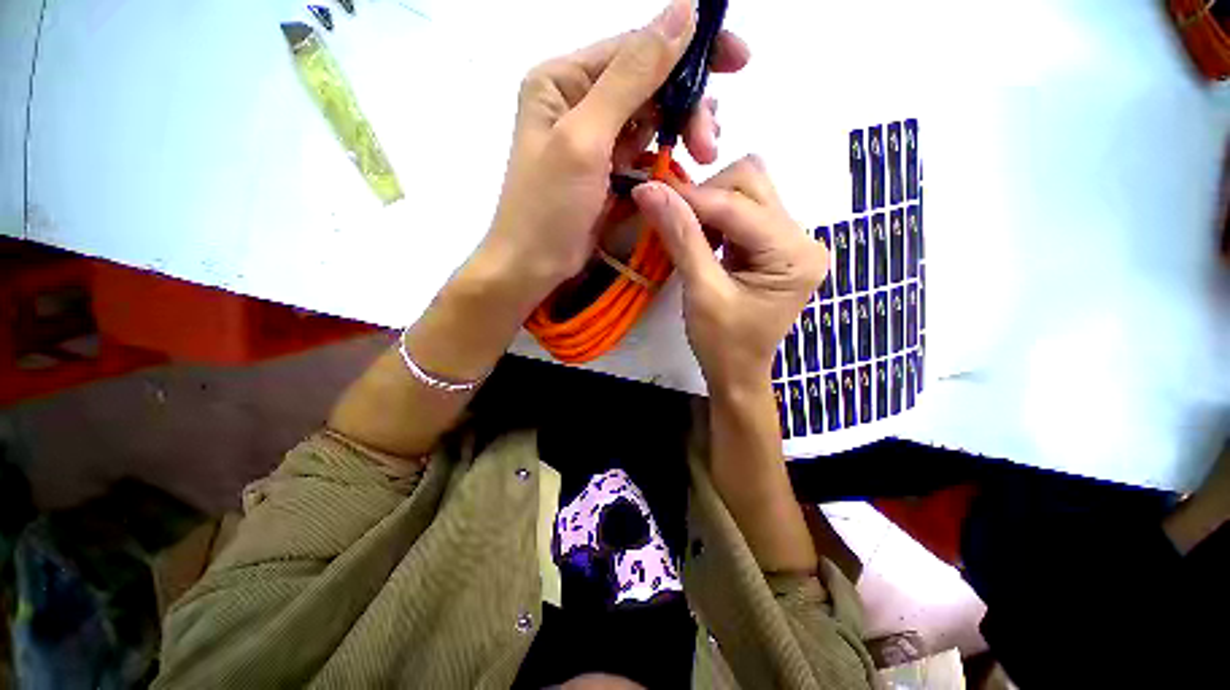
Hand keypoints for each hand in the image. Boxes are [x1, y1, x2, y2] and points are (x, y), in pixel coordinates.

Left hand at [476, 0, 750, 305]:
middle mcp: (579, 100)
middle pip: (648, 84)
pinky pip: (645, 150)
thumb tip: (684, 11)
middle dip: (686, 107)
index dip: (688, 49)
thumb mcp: (585, 139)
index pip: (636, 48)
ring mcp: (595, 137)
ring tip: (705, 153)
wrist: (533, 266)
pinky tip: (685, 163)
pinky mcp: (607, 169)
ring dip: (681, 131)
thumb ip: (631, 77)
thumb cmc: (548, 208)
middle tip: (710, 145)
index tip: (739, 59)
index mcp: (564, 80)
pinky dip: (667, 155)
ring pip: (651, 118)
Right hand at [632, 156, 827, 391]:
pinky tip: (702, 240)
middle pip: (752, 183)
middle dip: (705, 195)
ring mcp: (791, 240)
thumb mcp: (701, 292)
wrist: (737, 374)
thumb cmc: (722, 344)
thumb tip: (649, 190)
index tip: (649, 193)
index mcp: (794, 255)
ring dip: (709, 205)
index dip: (692, 196)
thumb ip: (680, 237)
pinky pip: (743, 213)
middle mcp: (802, 238)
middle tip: (673, 220)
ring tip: (687, 235)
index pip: (740, 205)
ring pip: (747, 192)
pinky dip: (715, 219)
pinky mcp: (775, 246)